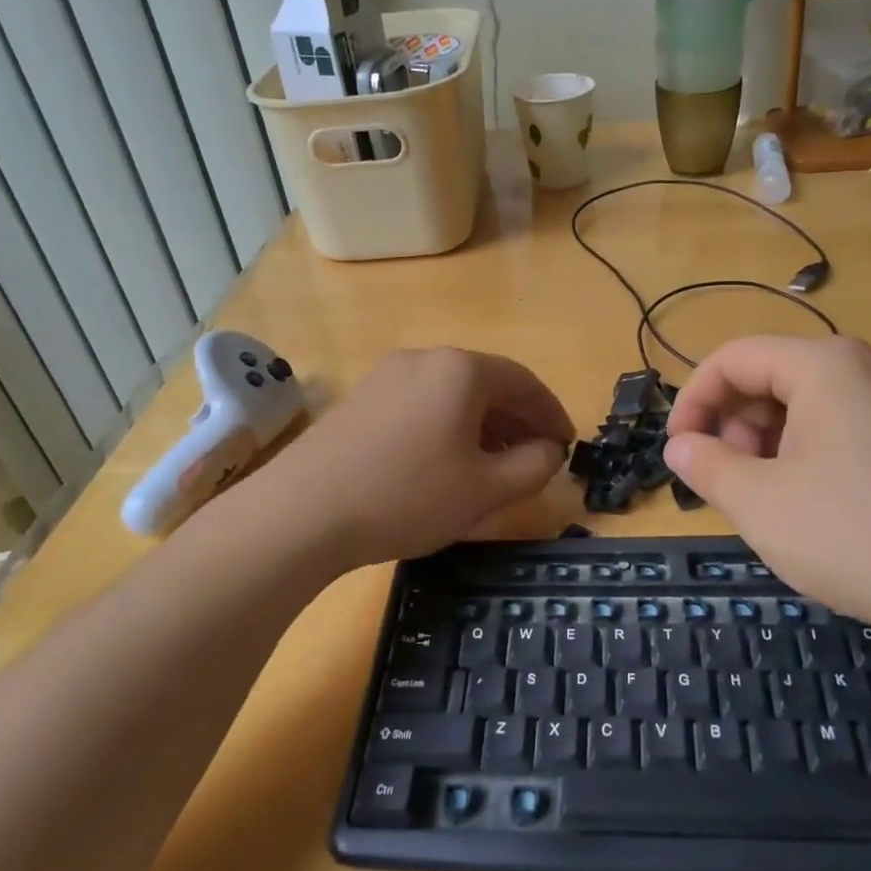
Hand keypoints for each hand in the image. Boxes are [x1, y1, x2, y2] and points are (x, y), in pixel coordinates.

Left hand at [257, 347, 574, 569]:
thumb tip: (549, 450)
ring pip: (452, 396)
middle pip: (487, 384)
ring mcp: (387, 376)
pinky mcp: (361, 400)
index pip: (524, 383)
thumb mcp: (485, 489)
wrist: (302, 512)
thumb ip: (533, 467)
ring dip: (483, 426)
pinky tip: (446, 463)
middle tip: (536, 457)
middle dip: (517, 421)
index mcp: (461, 369)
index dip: (552, 414)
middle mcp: (425, 359)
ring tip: (495, 465)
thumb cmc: (408, 495)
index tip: (567, 445)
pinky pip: (421, 405)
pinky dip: (447, 428)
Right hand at [663, 335, 870, 645]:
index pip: (734, 359)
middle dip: (738, 426)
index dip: (693, 401)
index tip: (678, 451)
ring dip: (777, 442)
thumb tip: (681, 446)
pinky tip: (829, 507)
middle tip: (732, 483)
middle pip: (777, 377)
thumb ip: (707, 467)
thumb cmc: (863, 536)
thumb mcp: (762, 506)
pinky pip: (858, 425)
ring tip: (777, 500)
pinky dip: (821, 452)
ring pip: (818, 404)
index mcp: (826, 365)